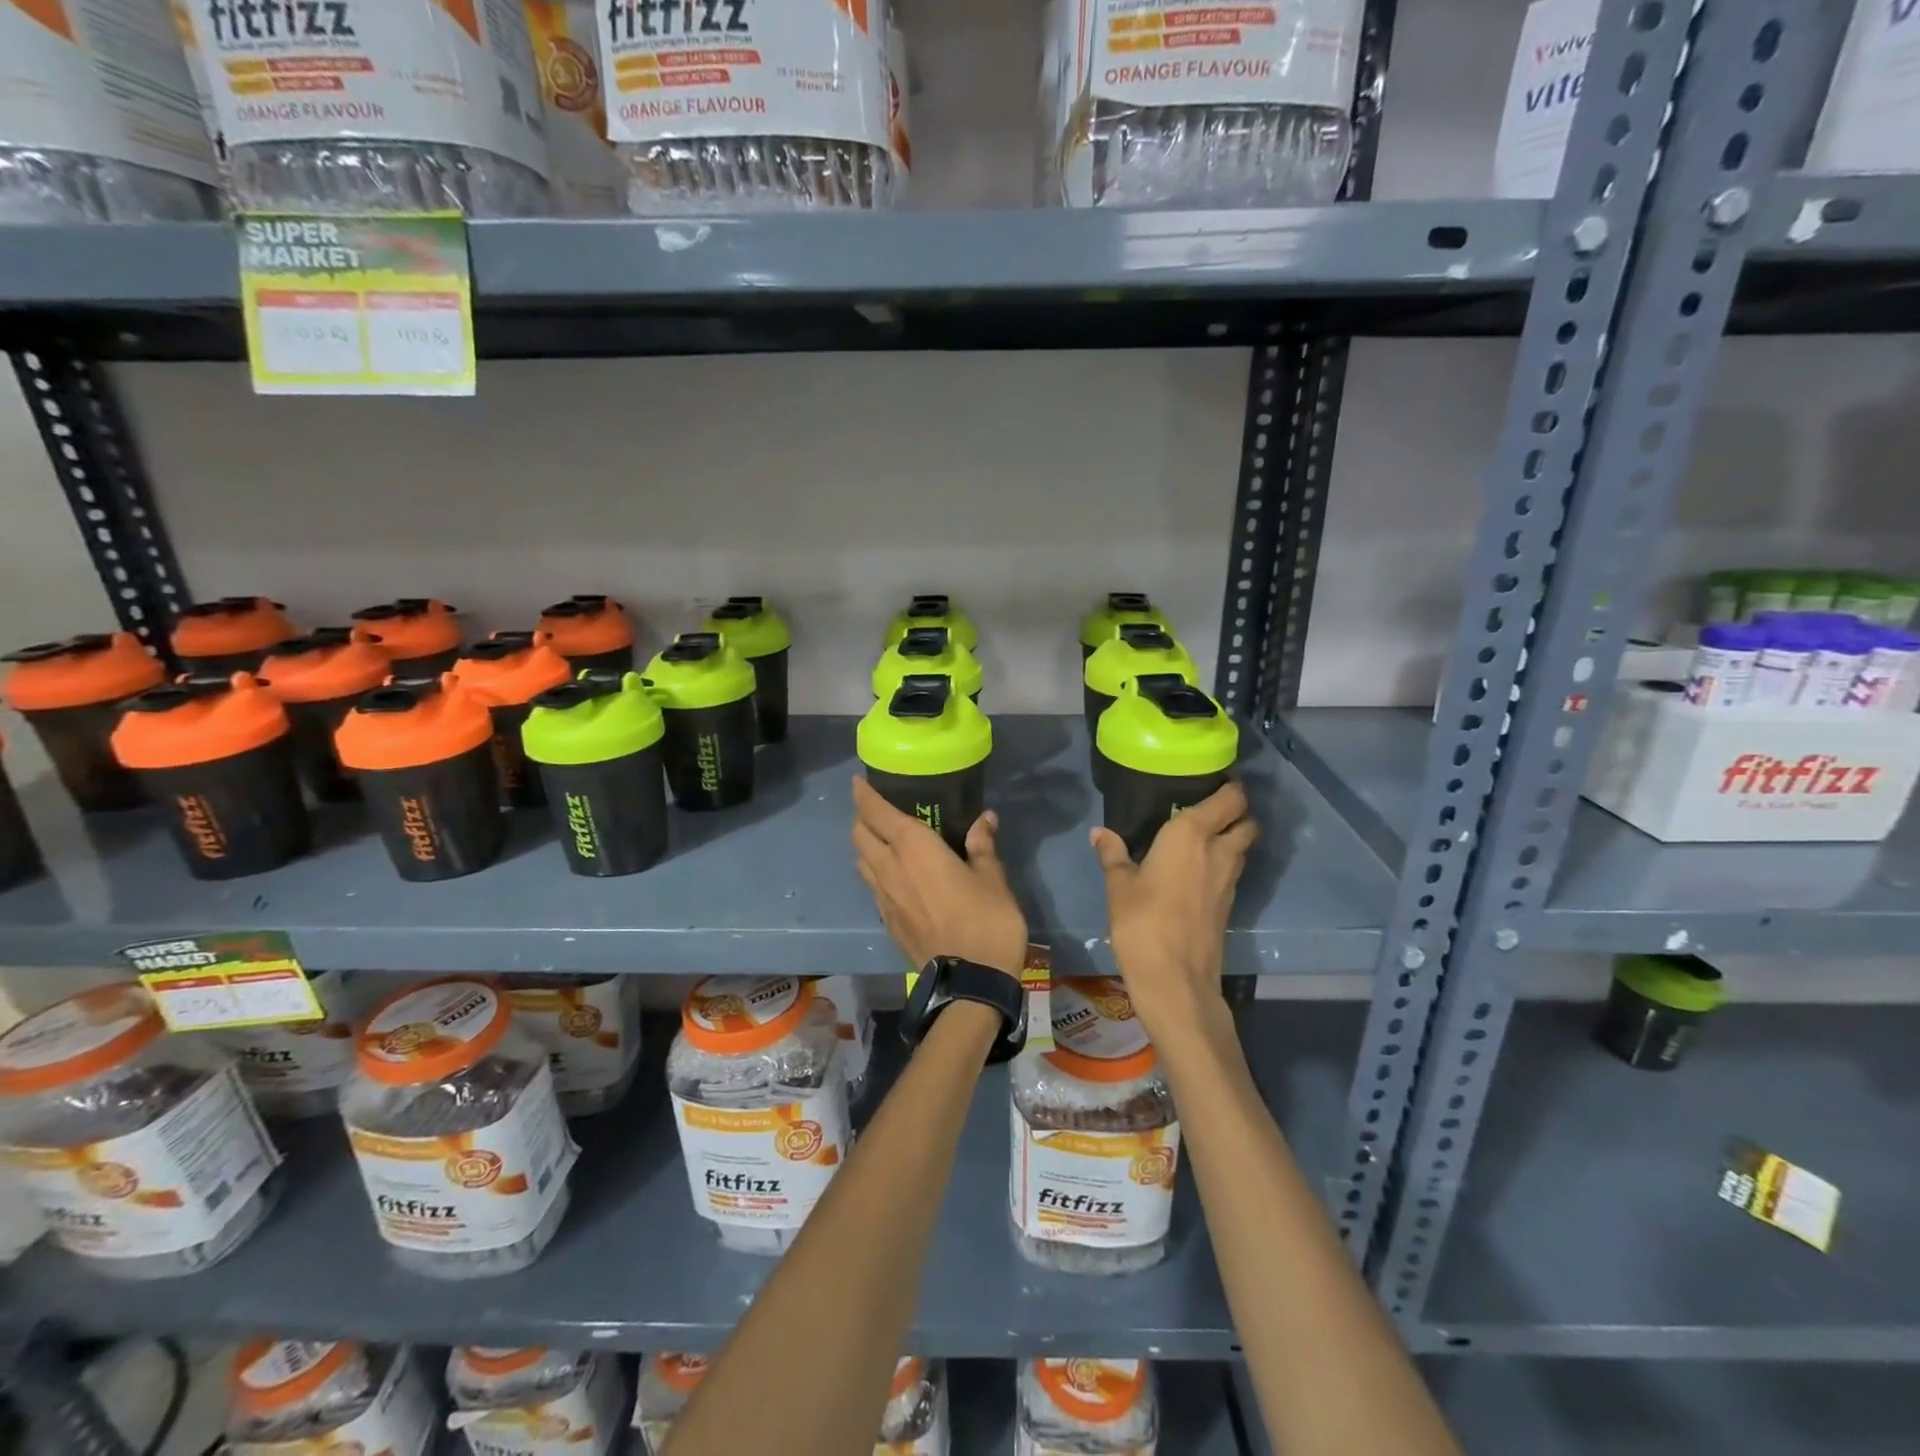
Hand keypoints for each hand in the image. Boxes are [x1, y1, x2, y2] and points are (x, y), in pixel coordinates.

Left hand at [851, 777, 1027, 974]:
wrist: (969, 983)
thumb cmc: (986, 921)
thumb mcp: (992, 878)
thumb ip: (982, 845)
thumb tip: (984, 819)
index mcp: (914, 848)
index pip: (877, 812)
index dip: (864, 795)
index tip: (859, 782)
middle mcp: (890, 868)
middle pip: (860, 835)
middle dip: (863, 818)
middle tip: (879, 810)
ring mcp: (884, 898)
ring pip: (861, 862)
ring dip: (866, 847)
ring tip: (885, 842)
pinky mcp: (887, 923)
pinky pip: (873, 888)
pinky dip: (876, 874)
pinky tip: (896, 878)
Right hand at [1090, 782, 1257, 1041]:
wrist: (1176, 981)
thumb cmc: (1142, 923)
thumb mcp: (1119, 886)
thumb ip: (1113, 854)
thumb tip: (1100, 832)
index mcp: (1192, 834)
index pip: (1230, 798)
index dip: (1229, 786)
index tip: (1212, 779)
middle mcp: (1219, 850)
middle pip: (1247, 820)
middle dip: (1237, 810)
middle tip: (1209, 807)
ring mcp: (1229, 880)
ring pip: (1244, 846)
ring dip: (1233, 836)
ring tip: (1203, 834)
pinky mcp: (1229, 905)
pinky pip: (1234, 870)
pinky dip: (1225, 861)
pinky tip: (1200, 868)